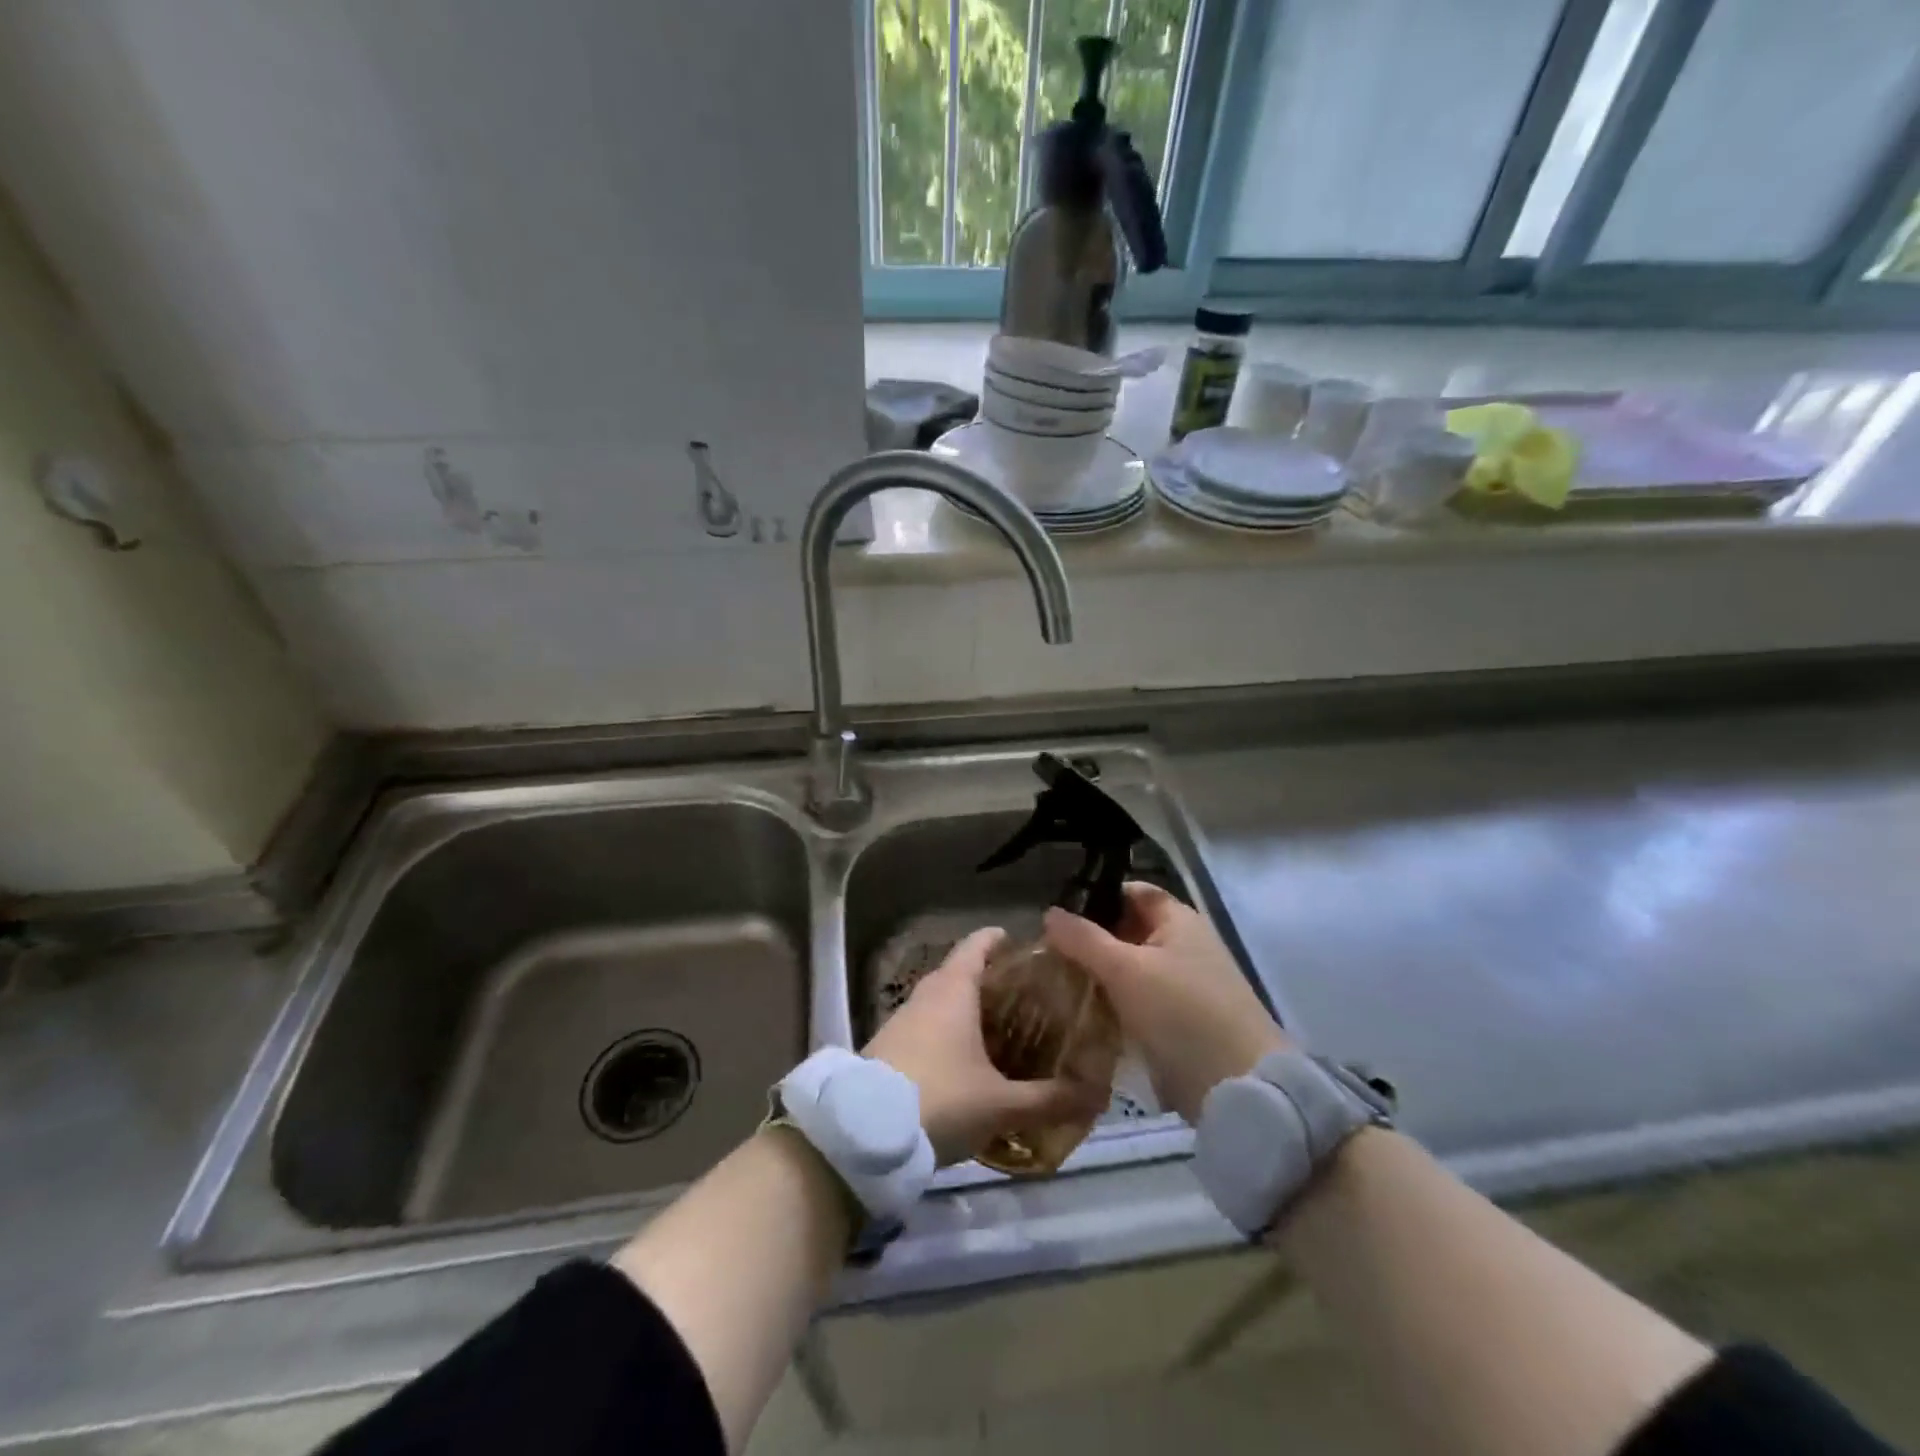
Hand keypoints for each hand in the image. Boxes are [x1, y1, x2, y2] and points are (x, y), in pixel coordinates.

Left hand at [864, 927, 1106, 1165]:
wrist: (863, 1133)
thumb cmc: (940, 1099)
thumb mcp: (1001, 1104)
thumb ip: (1049, 1100)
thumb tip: (1097, 1095)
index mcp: (954, 988)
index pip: (979, 944)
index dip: (1002, 940)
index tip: (1028, 948)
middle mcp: (927, 994)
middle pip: (963, 972)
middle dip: (995, 981)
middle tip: (1031, 999)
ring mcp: (903, 1019)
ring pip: (944, 1001)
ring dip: (971, 1009)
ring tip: (1007, 1032)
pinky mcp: (890, 1046)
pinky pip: (929, 1026)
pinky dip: (951, 1032)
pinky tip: (970, 1062)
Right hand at [1044, 883, 1287, 1124]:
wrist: (1238, 1088)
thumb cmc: (1182, 1013)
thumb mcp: (1125, 970)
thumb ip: (1084, 939)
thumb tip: (1049, 912)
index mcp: (1179, 919)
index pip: (1132, 891)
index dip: (1096, 896)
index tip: (1057, 912)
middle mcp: (1184, 944)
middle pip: (1129, 930)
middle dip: (1090, 939)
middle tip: (1046, 950)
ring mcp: (1185, 984)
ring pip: (1131, 967)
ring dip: (1099, 973)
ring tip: (1054, 980)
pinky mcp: (1182, 1020)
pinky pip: (1139, 999)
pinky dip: (1114, 1001)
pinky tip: (1082, 1010)